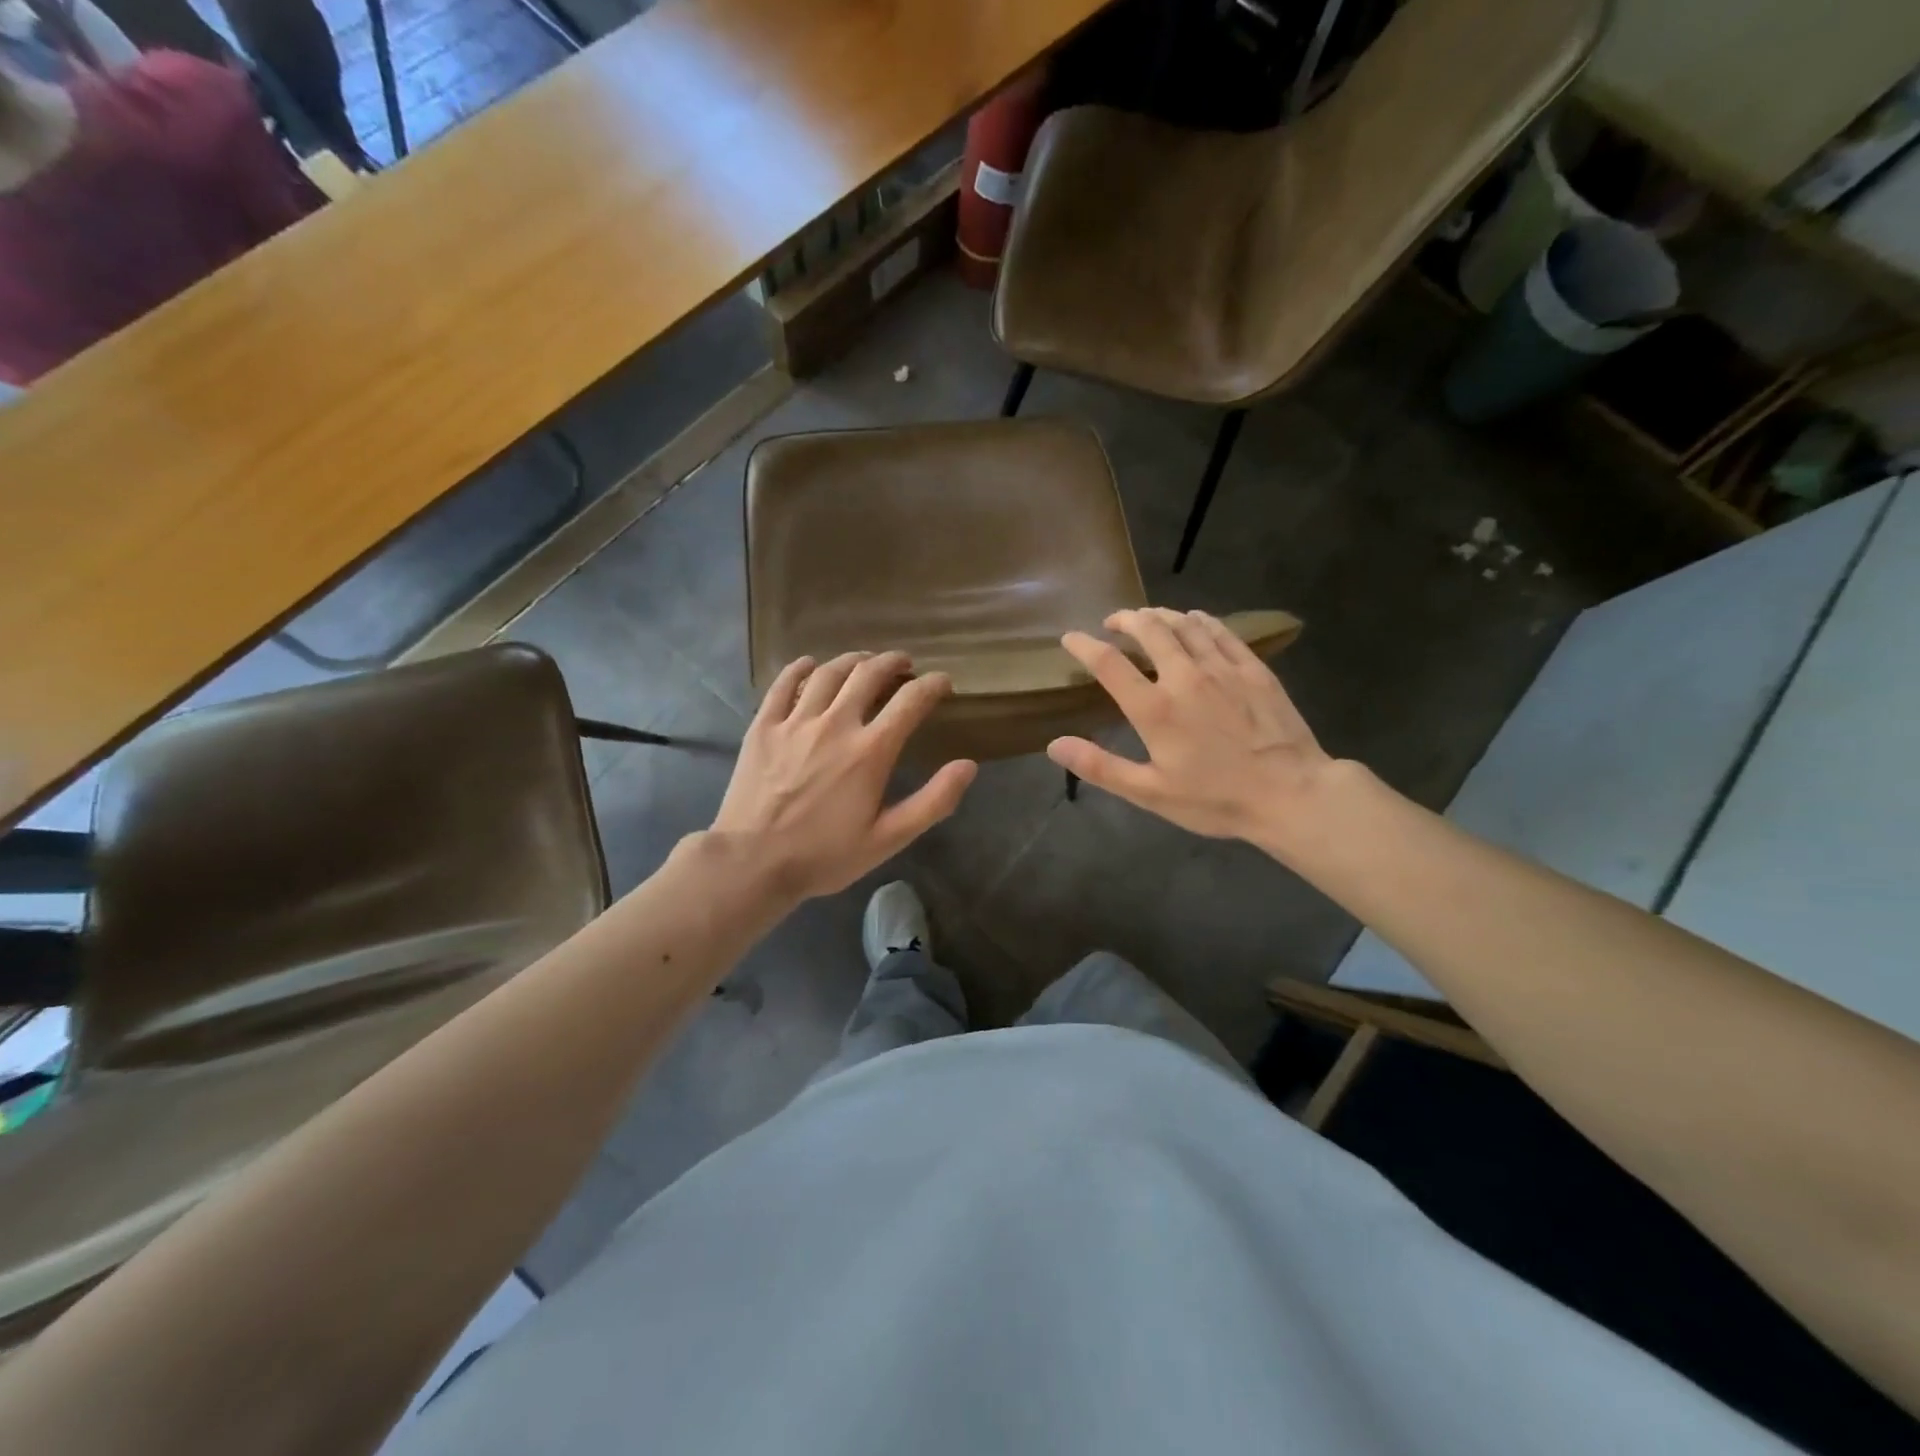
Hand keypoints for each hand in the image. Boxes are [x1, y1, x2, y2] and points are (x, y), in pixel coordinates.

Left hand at [712, 652, 976, 900]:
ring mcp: (795, 722)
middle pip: (868, 674)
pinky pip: (783, 685)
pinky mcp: (763, 727)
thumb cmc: (825, 856)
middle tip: (903, 664)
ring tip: (864, 660)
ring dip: (853, 660)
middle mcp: (835, 724)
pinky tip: (810, 664)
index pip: (910, 701)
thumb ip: (933, 801)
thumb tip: (968, 766)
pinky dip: (800, 668)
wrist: (752, 863)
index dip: (932, 685)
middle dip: (892, 662)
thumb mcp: (889, 839)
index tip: (942, 682)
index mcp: (870, 751)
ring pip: (829, 673)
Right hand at [1047, 608, 1333, 855]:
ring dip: (1160, 615)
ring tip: (1148, 617)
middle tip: (1114, 622)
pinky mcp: (1253, 668)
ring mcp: (1222, 668)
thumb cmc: (1216, 799)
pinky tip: (1194, 620)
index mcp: (1154, 708)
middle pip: (1149, 629)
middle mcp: (1184, 676)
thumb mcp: (1150, 792)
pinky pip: (1220, 631)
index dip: (1084, 645)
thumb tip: (1054, 745)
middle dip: (1125, 619)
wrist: (1291, 793)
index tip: (1071, 637)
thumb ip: (1100, 766)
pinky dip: (1200, 620)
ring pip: (1184, 623)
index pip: (1108, 663)